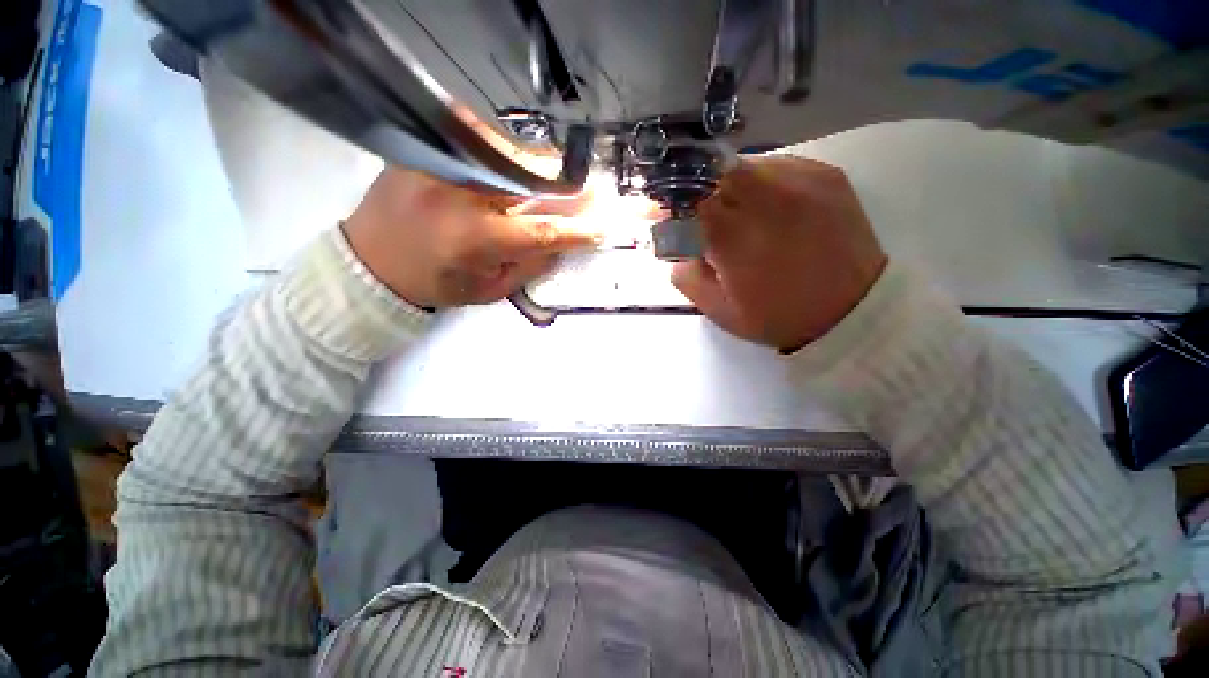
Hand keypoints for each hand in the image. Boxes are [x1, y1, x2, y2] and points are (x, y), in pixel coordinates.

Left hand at [342, 168, 597, 307]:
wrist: (371, 261)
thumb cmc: (437, 283)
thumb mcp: (490, 289)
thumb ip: (530, 265)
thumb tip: (563, 242)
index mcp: (478, 239)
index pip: (543, 230)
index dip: (577, 230)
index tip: (602, 228)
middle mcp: (463, 194)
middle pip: (532, 180)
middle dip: (569, 187)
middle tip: (592, 192)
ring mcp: (443, 165)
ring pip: (512, 156)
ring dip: (544, 169)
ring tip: (563, 180)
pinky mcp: (428, 151)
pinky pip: (481, 145)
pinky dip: (509, 156)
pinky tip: (520, 167)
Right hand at [672, 156, 886, 350]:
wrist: (854, 311)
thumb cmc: (780, 317)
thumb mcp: (720, 311)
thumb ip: (688, 277)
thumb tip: (677, 247)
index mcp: (738, 238)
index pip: (689, 199)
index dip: (666, 200)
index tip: (651, 208)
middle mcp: (769, 199)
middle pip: (715, 171)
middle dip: (694, 187)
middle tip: (692, 209)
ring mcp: (803, 181)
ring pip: (745, 164)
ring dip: (725, 185)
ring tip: (729, 212)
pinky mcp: (827, 175)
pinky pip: (777, 165)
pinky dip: (758, 182)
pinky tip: (763, 207)